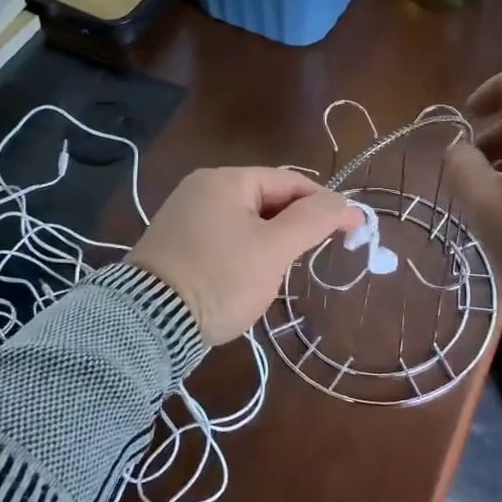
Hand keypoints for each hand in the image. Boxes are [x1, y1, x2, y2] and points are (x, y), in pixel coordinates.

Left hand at [128, 168, 362, 344]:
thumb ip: (313, 220)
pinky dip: (245, 251)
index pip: (290, 181)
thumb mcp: (274, 249)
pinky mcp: (176, 242)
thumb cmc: (220, 278)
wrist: (149, 321)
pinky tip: (248, 277)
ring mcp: (185, 214)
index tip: (353, 229)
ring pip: (247, 220)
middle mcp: (202, 187)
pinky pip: (224, 236)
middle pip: (267, 198)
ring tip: (280, 271)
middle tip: (312, 256)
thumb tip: (344, 202)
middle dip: (294, 226)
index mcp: (226, 179)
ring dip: (271, 241)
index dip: (325, 204)